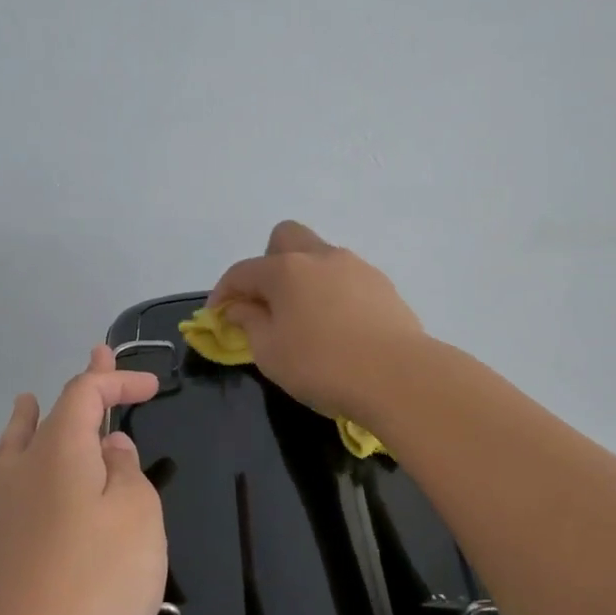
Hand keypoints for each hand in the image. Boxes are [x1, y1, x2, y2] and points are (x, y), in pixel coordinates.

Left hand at [0, 345, 166, 614]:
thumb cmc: (100, 575)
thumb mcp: (137, 512)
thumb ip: (126, 471)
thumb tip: (110, 449)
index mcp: (60, 449)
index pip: (86, 393)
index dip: (118, 379)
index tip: (153, 387)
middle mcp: (26, 467)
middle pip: (51, 410)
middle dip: (83, 385)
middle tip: (99, 355)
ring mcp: (9, 505)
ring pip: (18, 443)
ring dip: (36, 417)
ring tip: (29, 401)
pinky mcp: (6, 541)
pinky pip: (12, 476)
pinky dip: (22, 455)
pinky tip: (27, 468)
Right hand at [209, 220, 425, 421]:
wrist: (398, 376)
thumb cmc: (322, 366)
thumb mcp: (270, 353)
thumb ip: (249, 323)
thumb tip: (240, 307)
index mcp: (285, 270)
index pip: (242, 271)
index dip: (223, 292)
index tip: (218, 316)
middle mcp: (320, 257)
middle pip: (285, 238)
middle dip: (268, 262)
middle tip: (267, 301)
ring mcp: (356, 267)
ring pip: (320, 257)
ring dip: (304, 278)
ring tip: (305, 319)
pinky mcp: (382, 286)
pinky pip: (346, 278)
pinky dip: (333, 293)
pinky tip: (339, 327)